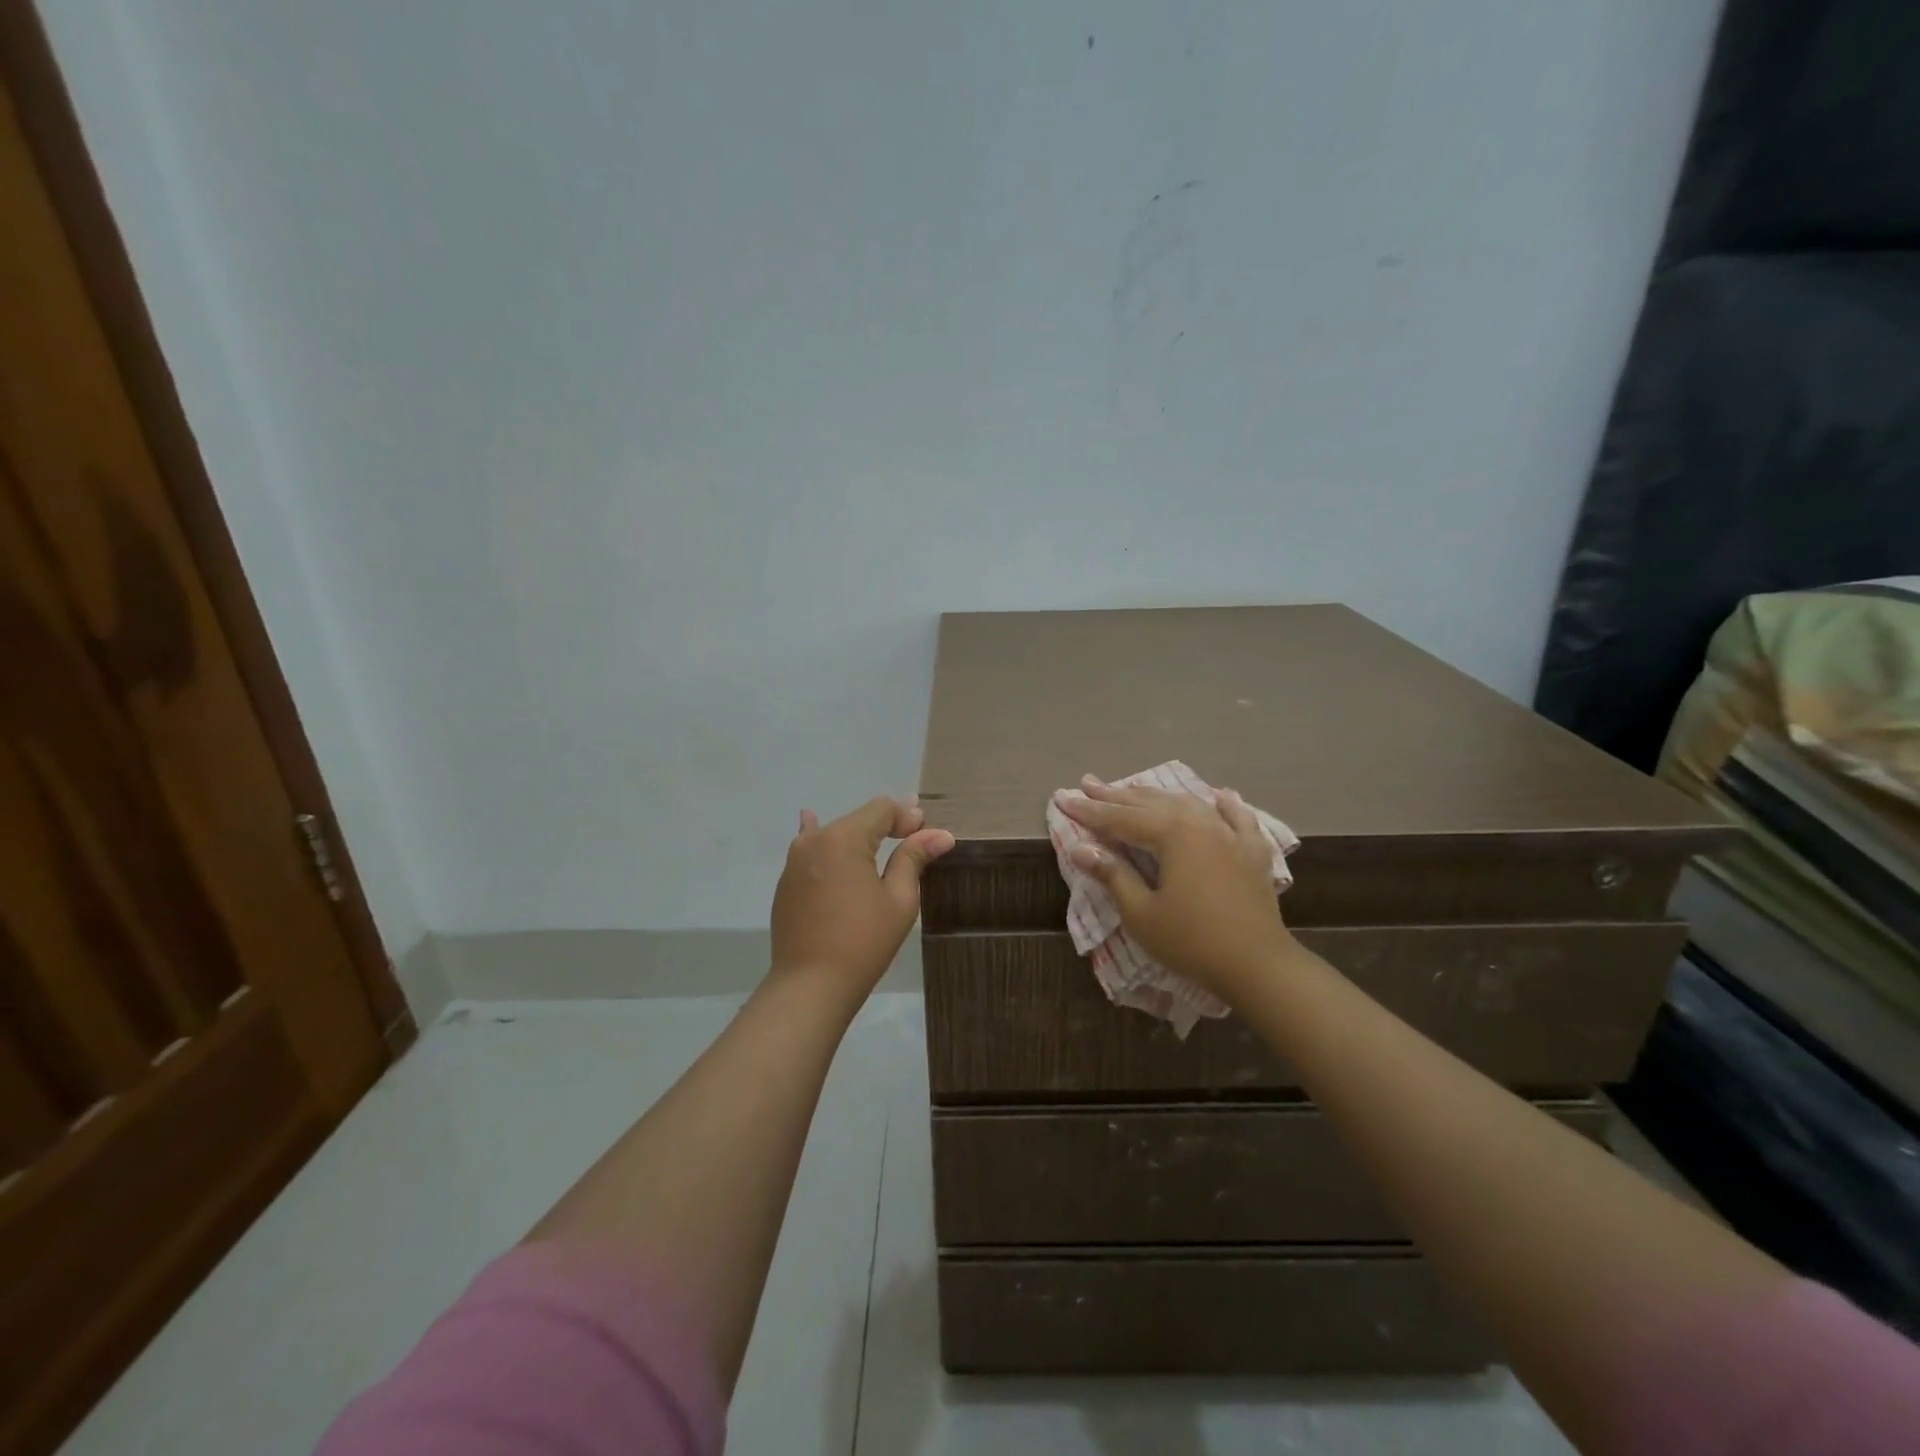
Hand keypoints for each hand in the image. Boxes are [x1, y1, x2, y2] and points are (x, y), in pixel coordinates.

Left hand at [770, 795, 954, 1004]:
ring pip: (833, 835)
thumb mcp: (899, 899)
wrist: (810, 986)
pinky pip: (812, 852)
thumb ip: (914, 858)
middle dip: (885, 825)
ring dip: (858, 836)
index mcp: (843, 838)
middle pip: (857, 819)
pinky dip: (826, 844)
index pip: (880, 809)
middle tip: (912, 837)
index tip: (927, 833)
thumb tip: (940, 835)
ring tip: (879, 842)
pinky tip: (812, 823)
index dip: (906, 816)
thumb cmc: (863, 942)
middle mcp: (814, 840)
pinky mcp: (786, 883)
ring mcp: (795, 861)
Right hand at [1054, 776, 1290, 1005]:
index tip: (1062, 797)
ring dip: (1157, 796)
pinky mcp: (1252, 852)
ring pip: (1188, 804)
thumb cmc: (1191, 941)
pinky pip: (1237, 818)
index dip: (1089, 810)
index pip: (1119, 817)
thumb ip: (1112, 874)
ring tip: (1133, 788)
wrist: (1258, 966)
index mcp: (1172, 834)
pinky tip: (1219, 795)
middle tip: (1089, 783)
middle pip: (1151, 804)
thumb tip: (1081, 848)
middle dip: (1116, 795)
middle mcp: (1201, 822)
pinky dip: (1223, 805)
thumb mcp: (1141, 912)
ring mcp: (1231, 834)